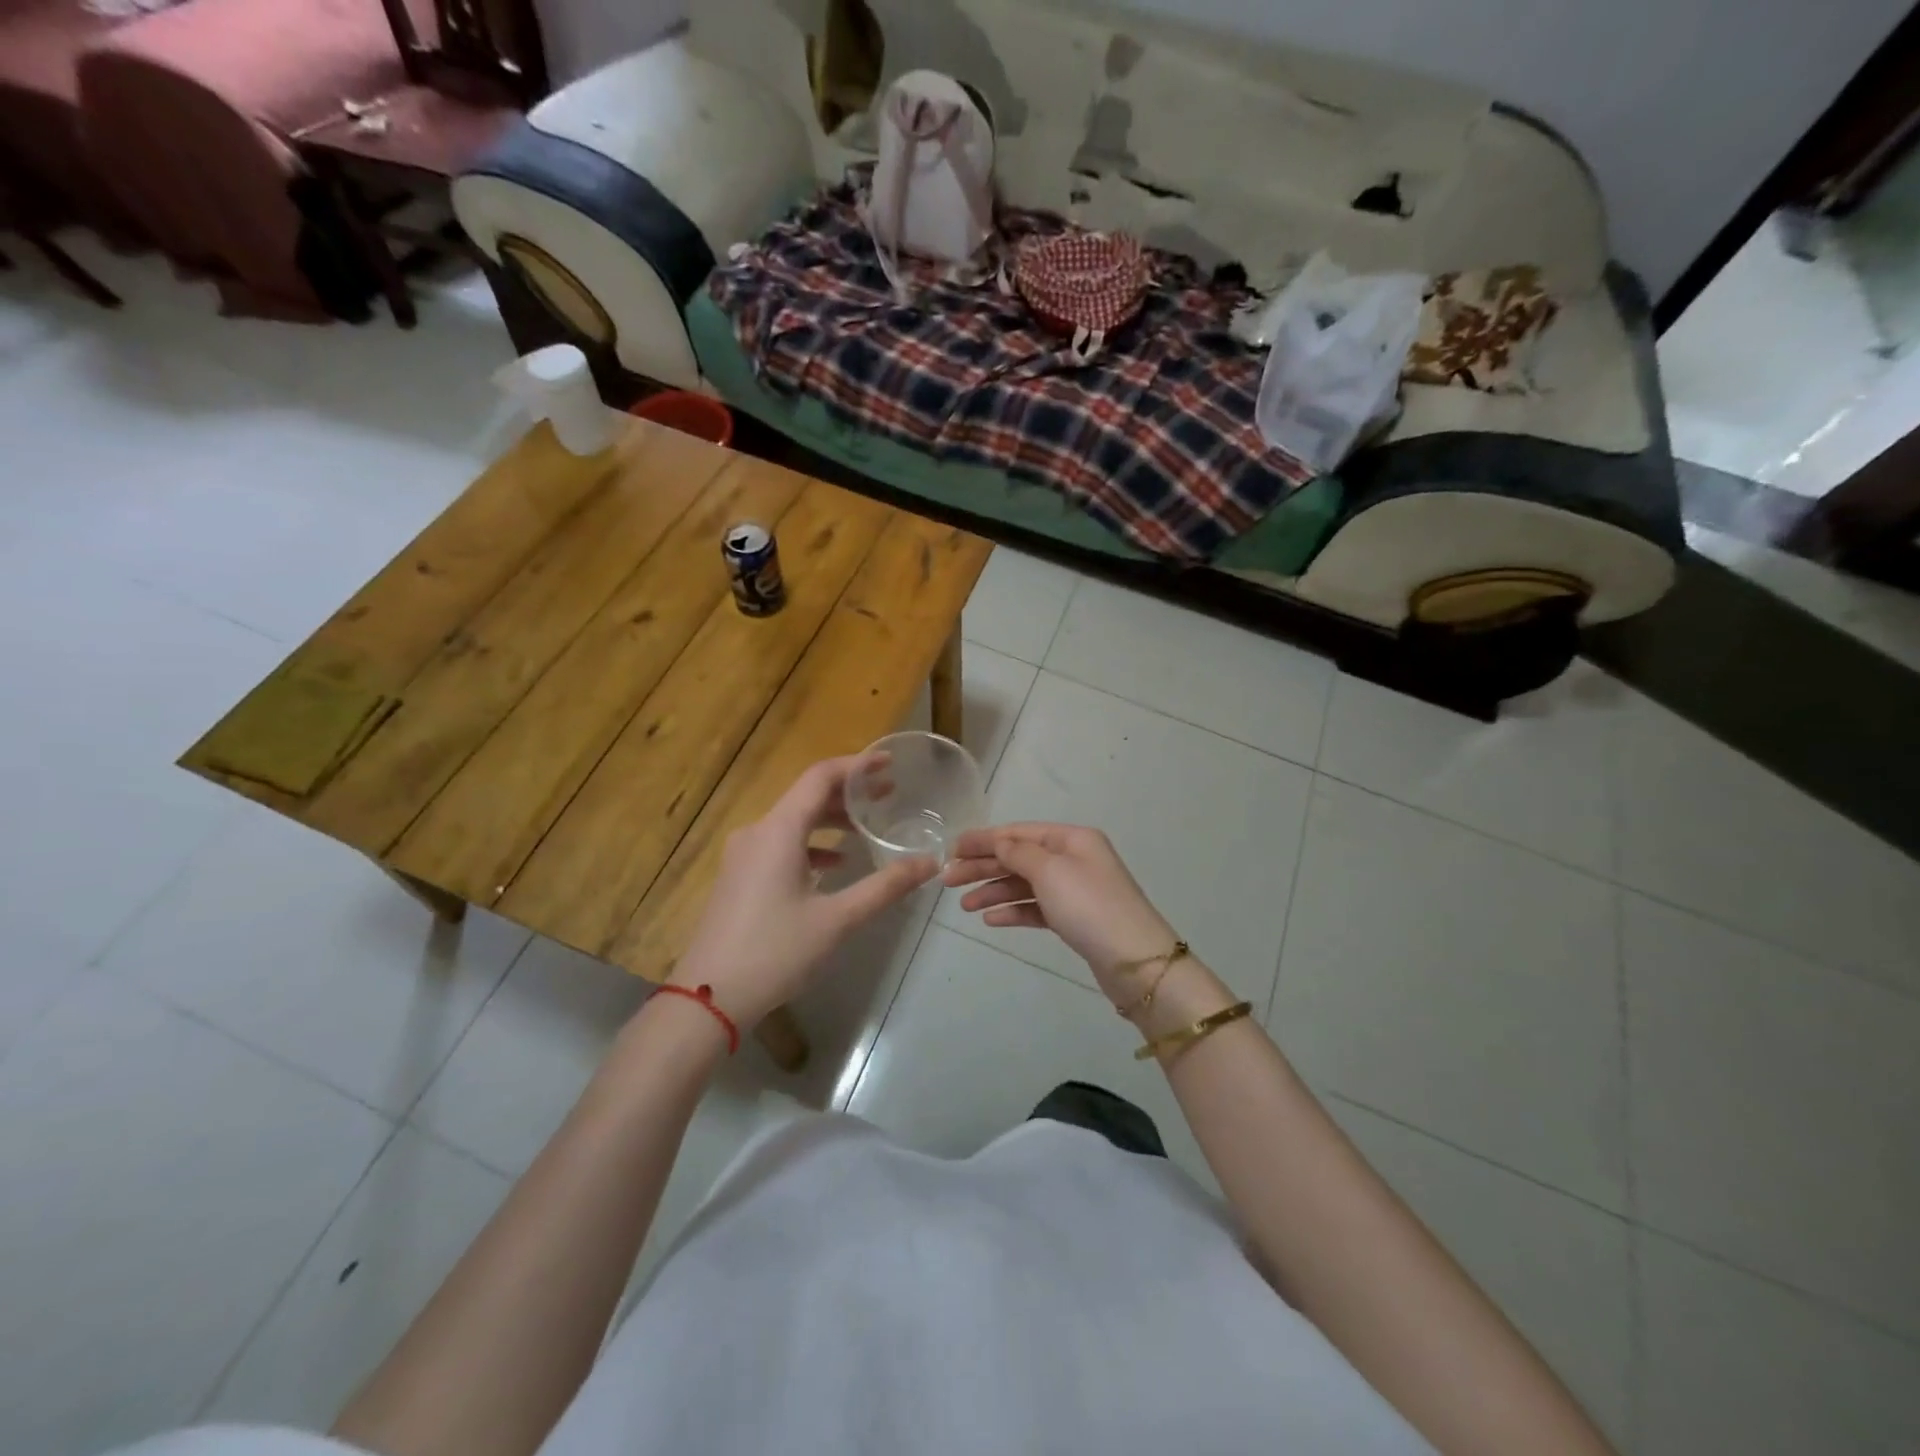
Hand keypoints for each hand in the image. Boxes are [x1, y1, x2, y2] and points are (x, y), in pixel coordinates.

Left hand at [671, 757, 937, 1029]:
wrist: (709, 997)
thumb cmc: (776, 951)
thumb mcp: (837, 919)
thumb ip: (885, 886)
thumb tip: (929, 863)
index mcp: (779, 830)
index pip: (820, 777)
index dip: (857, 765)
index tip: (889, 763)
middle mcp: (757, 832)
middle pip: (806, 796)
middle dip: (849, 793)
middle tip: (888, 795)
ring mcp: (743, 855)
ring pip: (793, 822)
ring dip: (830, 819)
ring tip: (867, 827)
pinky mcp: (740, 876)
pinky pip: (780, 844)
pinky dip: (811, 844)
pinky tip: (834, 865)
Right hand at [944, 823, 1177, 1004]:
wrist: (1134, 959)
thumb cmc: (1089, 905)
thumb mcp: (1050, 871)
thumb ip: (1018, 853)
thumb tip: (999, 842)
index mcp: (1072, 839)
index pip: (1019, 832)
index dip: (984, 839)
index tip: (952, 848)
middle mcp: (1074, 859)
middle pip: (1019, 857)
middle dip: (984, 867)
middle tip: (947, 880)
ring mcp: (1075, 890)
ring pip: (1025, 884)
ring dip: (994, 891)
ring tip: (964, 906)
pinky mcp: (1074, 919)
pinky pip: (1036, 908)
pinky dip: (1014, 911)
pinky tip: (991, 920)